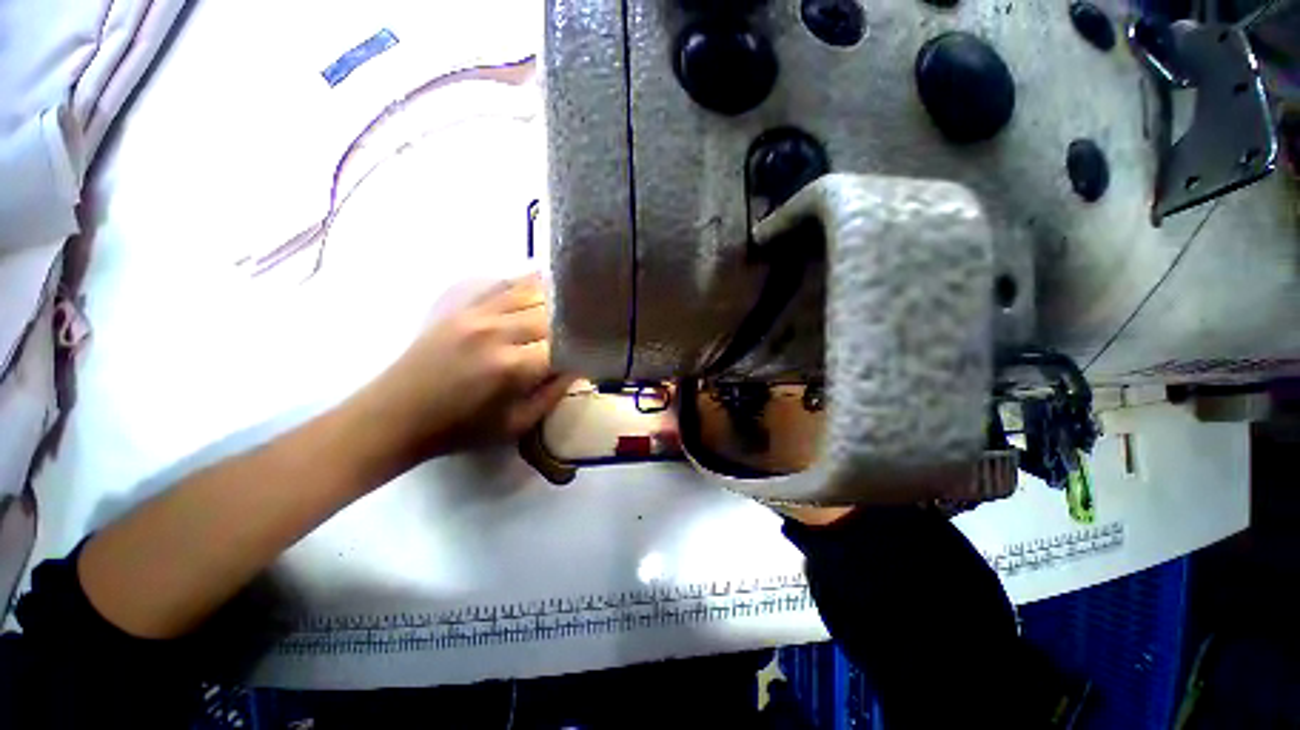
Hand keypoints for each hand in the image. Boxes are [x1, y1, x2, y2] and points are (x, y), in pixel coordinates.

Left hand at [360, 275, 573, 461]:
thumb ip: (553, 394)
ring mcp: (479, 314)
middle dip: (574, 322)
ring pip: (532, 292)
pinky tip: (546, 279)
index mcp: (513, 367)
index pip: (565, 346)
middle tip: (590, 327)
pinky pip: (504, 285)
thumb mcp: (516, 424)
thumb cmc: (460, 429)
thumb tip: (579, 368)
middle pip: (553, 314)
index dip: (584, 347)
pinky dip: (529, 282)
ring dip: (558, 297)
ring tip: (577, 298)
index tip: (596, 351)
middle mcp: (498, 332)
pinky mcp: (464, 308)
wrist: (396, 415)